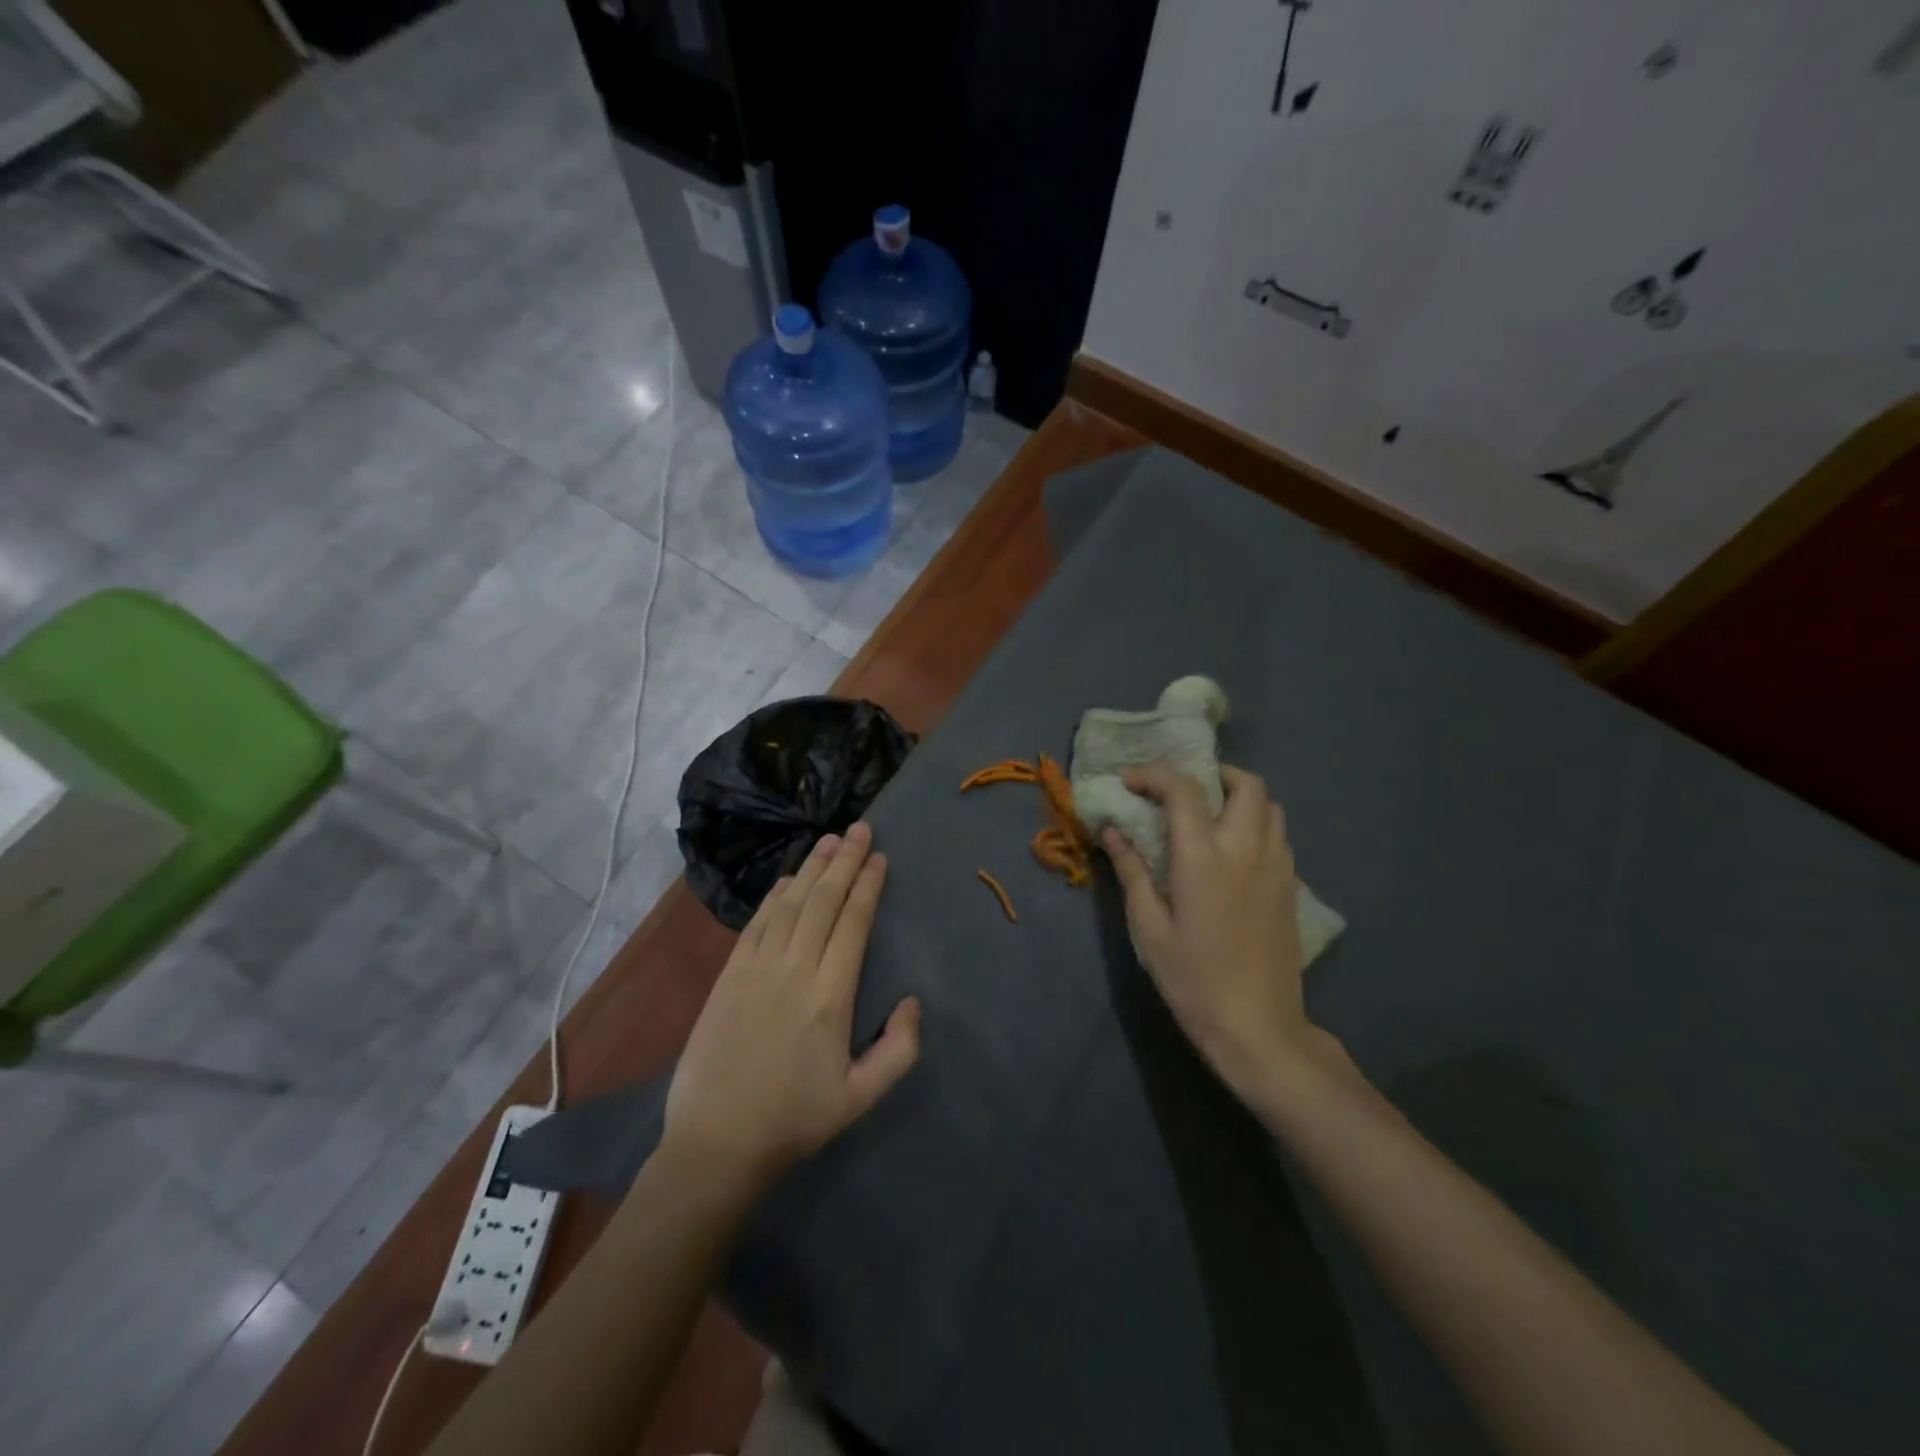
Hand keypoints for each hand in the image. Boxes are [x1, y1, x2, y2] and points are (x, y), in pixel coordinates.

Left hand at [664, 822, 921, 1191]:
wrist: (716, 1144)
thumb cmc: (794, 1120)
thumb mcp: (860, 1098)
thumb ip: (898, 1050)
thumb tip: (911, 1001)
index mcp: (831, 995)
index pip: (853, 922)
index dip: (867, 884)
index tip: (879, 856)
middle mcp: (794, 969)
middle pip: (823, 900)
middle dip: (844, 860)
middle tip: (859, 828)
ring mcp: (756, 968)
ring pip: (790, 903)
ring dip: (811, 868)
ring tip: (828, 840)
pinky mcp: (729, 976)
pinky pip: (756, 923)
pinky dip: (775, 896)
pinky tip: (787, 880)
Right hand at [1104, 764, 1323, 1102]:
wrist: (1257, 1026)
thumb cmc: (1192, 978)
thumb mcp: (1149, 927)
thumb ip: (1132, 871)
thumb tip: (1113, 830)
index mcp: (1204, 856)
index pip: (1184, 790)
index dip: (1154, 775)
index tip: (1130, 782)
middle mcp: (1246, 849)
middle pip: (1246, 784)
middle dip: (1214, 775)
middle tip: (1183, 791)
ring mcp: (1277, 866)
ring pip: (1270, 806)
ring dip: (1239, 798)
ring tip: (1210, 817)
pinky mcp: (1291, 887)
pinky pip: (1279, 836)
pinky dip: (1256, 825)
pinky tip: (1234, 853)